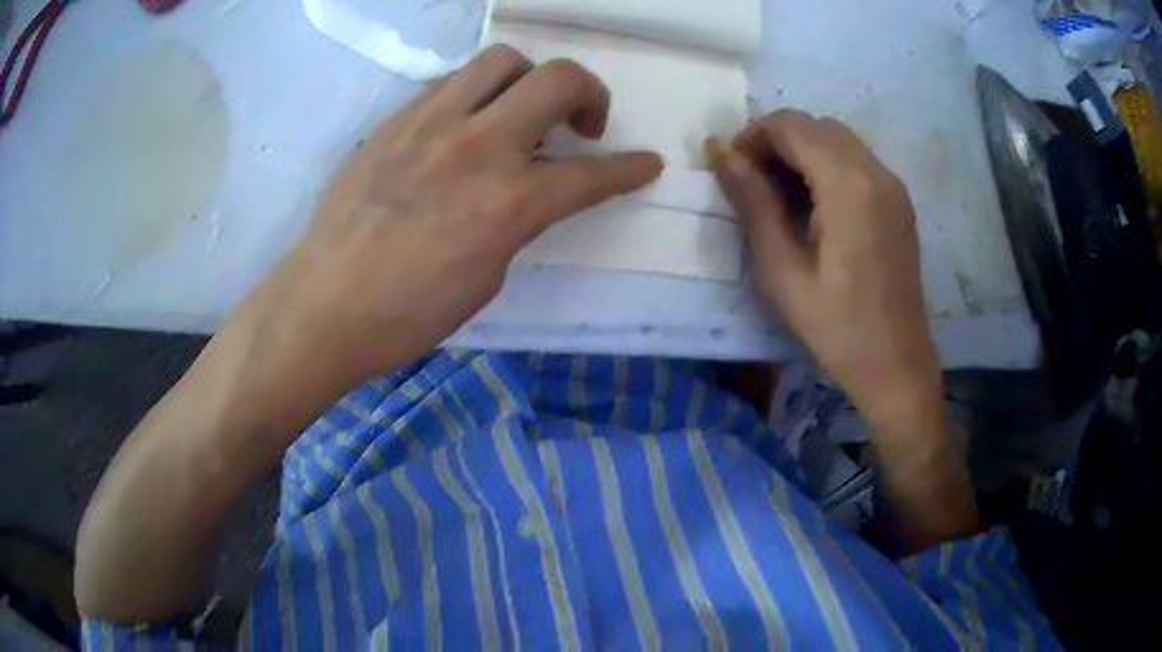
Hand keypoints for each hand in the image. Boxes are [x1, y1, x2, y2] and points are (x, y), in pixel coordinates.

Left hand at [243, 45, 661, 381]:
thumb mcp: (487, 276)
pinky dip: (475, 94)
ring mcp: (431, 123)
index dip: (631, 169)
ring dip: (528, 80)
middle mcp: (477, 146)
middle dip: (590, 94)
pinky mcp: (395, 120)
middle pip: (559, 79)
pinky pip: (450, 82)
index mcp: (509, 202)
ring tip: (520, 111)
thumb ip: (518, 221)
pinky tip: (466, 123)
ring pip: (502, 60)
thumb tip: (526, 192)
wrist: (325, 304)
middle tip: (582, 125)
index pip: (592, 173)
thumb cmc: (408, 313)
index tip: (647, 164)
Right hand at [715, 111, 978, 550]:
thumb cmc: (835, 327)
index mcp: (848, 185)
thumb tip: (721, 153)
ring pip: (837, 139)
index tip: (733, 172)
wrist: (895, 365)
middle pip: (815, 125)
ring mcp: (893, 185)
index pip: (791, 124)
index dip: (753, 137)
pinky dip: (827, 167)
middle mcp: (876, 171)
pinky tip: (815, 208)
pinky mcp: (899, 202)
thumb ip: (752, 203)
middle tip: (753, 186)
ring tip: (781, 198)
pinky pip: (856, 162)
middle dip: (776, 143)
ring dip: (802, 153)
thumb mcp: (781, 269)